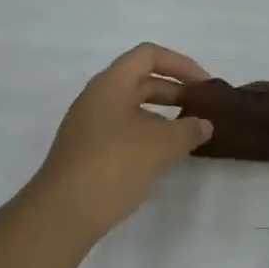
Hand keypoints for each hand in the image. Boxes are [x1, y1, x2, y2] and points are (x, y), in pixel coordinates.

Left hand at [29, 43, 213, 239]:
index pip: (148, 55)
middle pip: (140, 81)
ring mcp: (89, 125)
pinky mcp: (87, 152)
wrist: (64, 212)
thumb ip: (189, 129)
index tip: (205, 87)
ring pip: (132, 109)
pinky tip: (162, 158)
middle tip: (202, 112)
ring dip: (162, 117)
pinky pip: (123, 131)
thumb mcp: (161, 145)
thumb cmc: (115, 165)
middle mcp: (97, 98)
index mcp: (111, 83)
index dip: (181, 64)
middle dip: (174, 92)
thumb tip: (203, 124)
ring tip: (187, 136)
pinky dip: (147, 136)